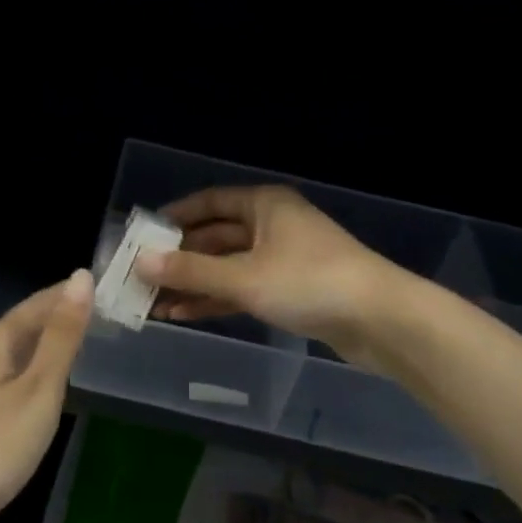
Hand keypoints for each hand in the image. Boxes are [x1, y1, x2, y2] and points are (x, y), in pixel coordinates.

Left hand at [0, 269, 91, 522]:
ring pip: (18, 349)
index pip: (39, 302)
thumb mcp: (40, 389)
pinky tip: (49, 381)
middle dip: (61, 315)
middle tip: (104, 313)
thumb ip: (62, 335)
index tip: (105, 288)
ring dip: (49, 342)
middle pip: (26, 323)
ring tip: (84, 341)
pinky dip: (36, 367)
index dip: (70, 293)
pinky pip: (11, 373)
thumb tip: (81, 277)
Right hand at [133, 186, 397, 362]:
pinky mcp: (291, 290)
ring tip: (154, 302)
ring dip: (194, 283)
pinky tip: (184, 315)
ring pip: (227, 267)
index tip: (142, 234)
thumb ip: (191, 271)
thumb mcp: (244, 277)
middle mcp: (271, 225)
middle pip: (215, 237)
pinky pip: (243, 288)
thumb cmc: (310, 283)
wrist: (381, 320)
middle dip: (180, 258)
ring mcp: (282, 259)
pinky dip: (216, 300)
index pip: (209, 203)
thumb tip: (140, 261)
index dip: (175, 217)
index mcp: (264, 205)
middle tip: (141, 276)